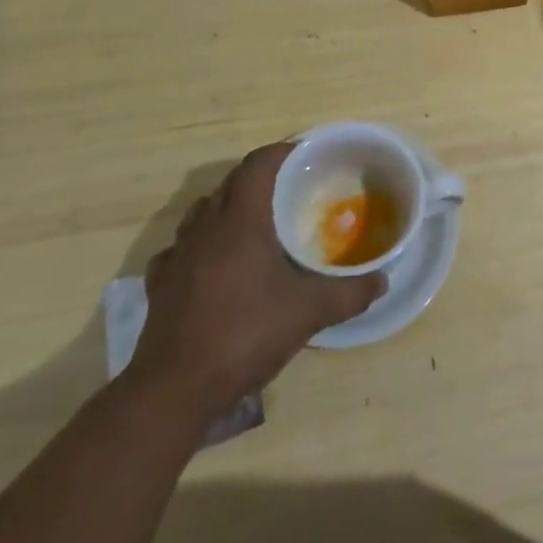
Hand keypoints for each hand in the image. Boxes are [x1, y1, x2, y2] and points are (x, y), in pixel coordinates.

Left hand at [129, 143, 385, 418]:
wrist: (175, 389)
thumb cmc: (245, 333)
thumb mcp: (309, 312)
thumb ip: (350, 292)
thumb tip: (382, 281)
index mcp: (240, 219)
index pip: (259, 164)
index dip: (282, 152)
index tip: (305, 156)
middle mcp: (205, 226)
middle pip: (231, 183)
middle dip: (259, 179)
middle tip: (290, 191)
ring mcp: (177, 255)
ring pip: (203, 212)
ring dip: (228, 209)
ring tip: (254, 226)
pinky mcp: (160, 284)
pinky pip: (181, 249)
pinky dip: (200, 247)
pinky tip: (214, 267)